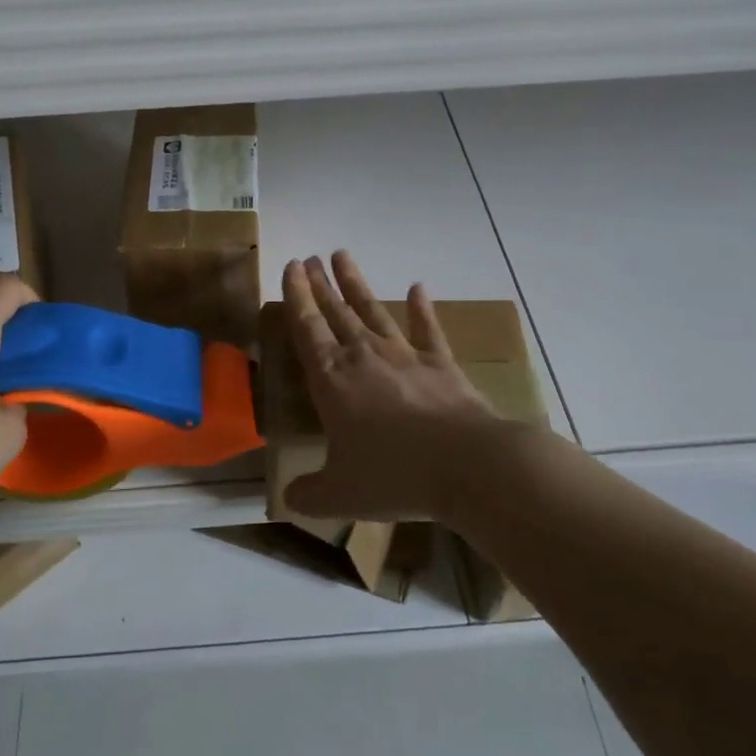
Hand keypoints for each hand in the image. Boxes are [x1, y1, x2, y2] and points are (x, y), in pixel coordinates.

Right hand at [282, 251, 516, 522]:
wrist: (467, 464)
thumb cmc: (394, 476)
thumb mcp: (340, 495)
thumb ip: (309, 494)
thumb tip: (288, 499)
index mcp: (332, 381)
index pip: (307, 328)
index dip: (297, 296)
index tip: (292, 266)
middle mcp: (364, 357)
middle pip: (336, 312)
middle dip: (320, 285)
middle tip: (310, 258)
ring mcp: (405, 355)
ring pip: (373, 310)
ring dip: (356, 283)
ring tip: (342, 255)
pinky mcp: (440, 364)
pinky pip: (427, 329)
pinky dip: (422, 309)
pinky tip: (418, 288)